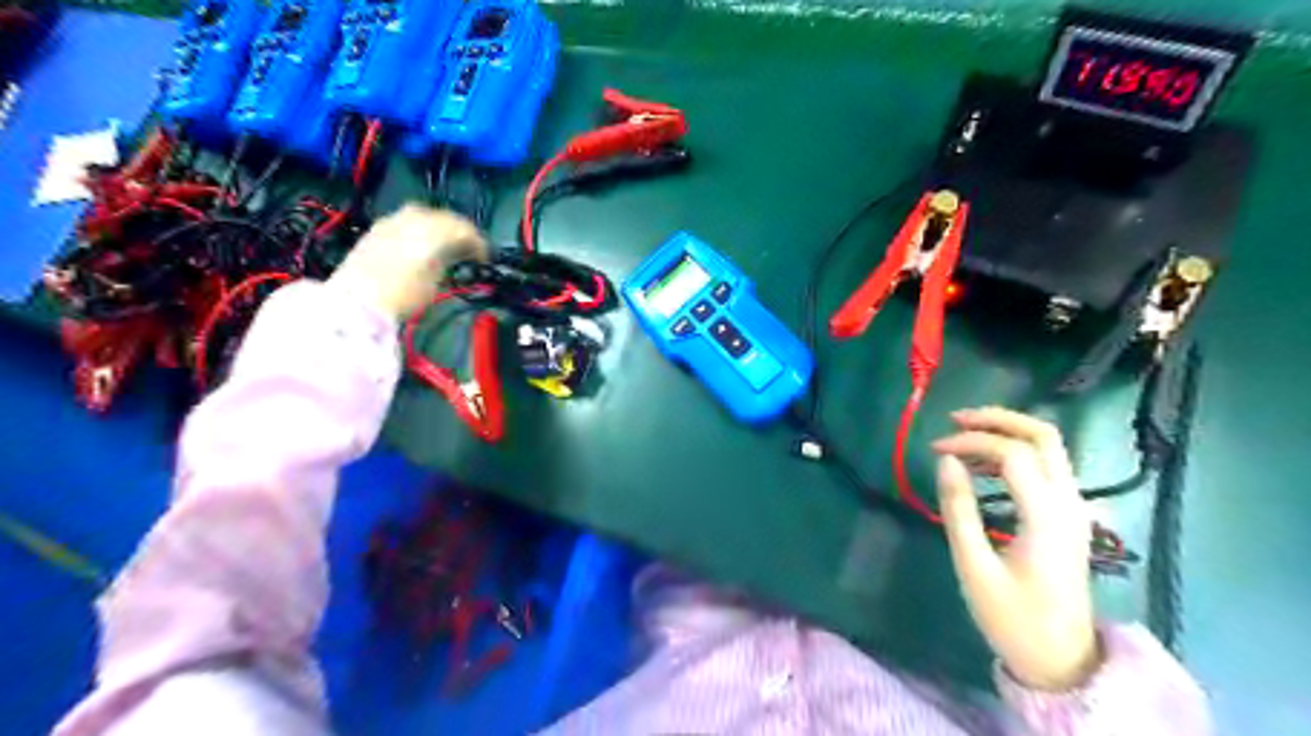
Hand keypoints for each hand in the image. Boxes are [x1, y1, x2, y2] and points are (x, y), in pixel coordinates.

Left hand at [330, 204, 487, 318]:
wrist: (356, 301)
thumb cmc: (404, 295)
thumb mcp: (436, 281)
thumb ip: (449, 261)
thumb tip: (456, 254)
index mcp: (434, 229)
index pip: (465, 229)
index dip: (479, 243)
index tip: (484, 259)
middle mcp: (413, 217)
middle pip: (445, 217)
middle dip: (460, 231)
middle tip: (468, 249)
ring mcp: (392, 220)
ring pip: (425, 215)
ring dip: (439, 227)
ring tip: (445, 245)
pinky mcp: (377, 228)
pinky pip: (407, 220)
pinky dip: (420, 229)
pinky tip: (421, 244)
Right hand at [924, 409, 1097, 690]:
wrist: (1061, 661)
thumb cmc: (1012, 617)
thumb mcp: (974, 565)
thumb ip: (958, 507)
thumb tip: (945, 459)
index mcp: (1047, 516)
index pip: (1012, 453)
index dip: (971, 441)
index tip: (935, 448)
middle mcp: (1069, 503)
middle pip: (1044, 436)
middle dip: (998, 419)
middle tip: (955, 420)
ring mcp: (1074, 509)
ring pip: (1049, 447)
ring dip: (1007, 433)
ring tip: (962, 440)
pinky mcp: (1068, 517)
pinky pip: (1047, 467)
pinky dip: (1016, 453)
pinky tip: (985, 466)